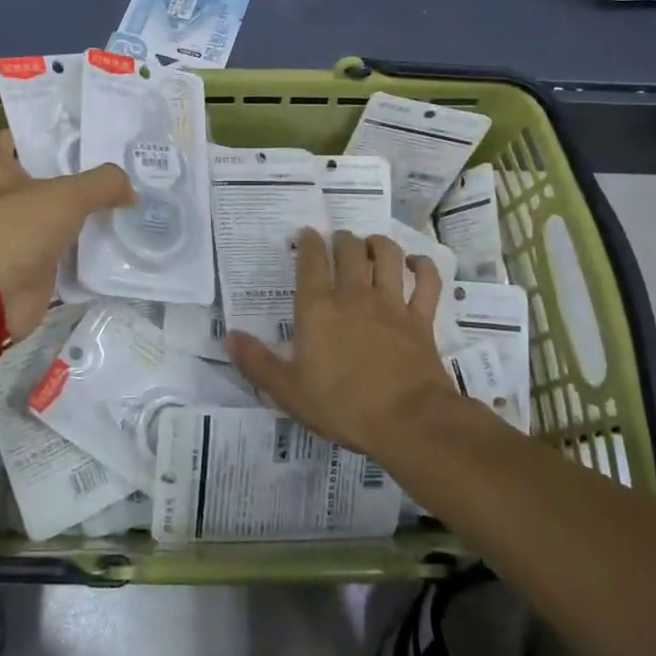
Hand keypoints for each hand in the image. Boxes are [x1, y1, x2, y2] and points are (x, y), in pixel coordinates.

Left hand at [0, 130, 133, 337]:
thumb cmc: (15, 227)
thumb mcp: (67, 194)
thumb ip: (103, 183)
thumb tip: (131, 191)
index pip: (18, 137)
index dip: (47, 132)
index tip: (83, 131)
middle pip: (42, 178)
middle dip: (75, 174)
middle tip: (117, 166)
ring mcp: (13, 235)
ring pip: (55, 217)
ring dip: (82, 215)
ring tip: (125, 201)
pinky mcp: (28, 267)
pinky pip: (62, 253)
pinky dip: (84, 250)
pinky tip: (116, 241)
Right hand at [226, 228, 454, 456]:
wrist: (408, 422)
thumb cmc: (341, 406)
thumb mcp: (288, 391)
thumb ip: (257, 362)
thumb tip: (229, 336)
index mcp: (318, 309)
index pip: (311, 262)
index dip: (308, 243)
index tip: (307, 234)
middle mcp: (354, 295)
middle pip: (349, 250)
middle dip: (342, 239)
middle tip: (338, 241)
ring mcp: (391, 304)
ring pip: (387, 255)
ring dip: (378, 244)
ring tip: (371, 245)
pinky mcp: (421, 319)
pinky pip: (426, 281)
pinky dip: (422, 267)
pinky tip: (415, 264)